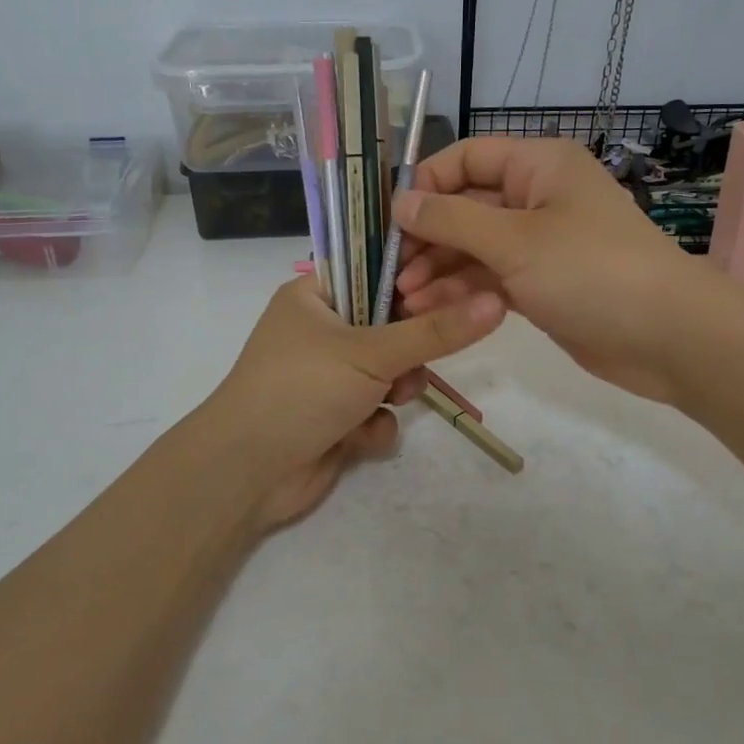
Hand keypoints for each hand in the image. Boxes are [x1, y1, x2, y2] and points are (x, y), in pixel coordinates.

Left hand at [203, 276, 505, 531]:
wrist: (247, 473)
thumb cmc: (301, 389)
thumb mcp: (371, 353)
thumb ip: (436, 332)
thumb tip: (496, 302)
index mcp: (314, 296)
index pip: (375, 270)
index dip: (415, 278)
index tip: (457, 285)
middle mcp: (321, 331)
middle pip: (390, 324)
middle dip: (409, 349)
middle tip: (422, 354)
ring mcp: (327, 376)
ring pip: (389, 371)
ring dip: (397, 388)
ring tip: (392, 399)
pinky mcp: (334, 418)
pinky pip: (376, 410)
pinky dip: (375, 423)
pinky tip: (360, 437)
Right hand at [393, 137, 703, 403]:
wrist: (667, 336)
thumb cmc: (590, 271)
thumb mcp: (515, 241)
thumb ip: (452, 220)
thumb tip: (400, 202)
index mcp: (539, 165)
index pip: (467, 158)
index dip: (426, 183)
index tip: (390, 219)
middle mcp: (538, 196)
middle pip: (467, 205)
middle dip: (428, 236)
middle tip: (392, 269)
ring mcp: (540, 243)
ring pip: (475, 246)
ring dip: (439, 268)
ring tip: (405, 297)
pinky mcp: (542, 283)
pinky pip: (492, 277)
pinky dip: (463, 290)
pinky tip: (432, 309)